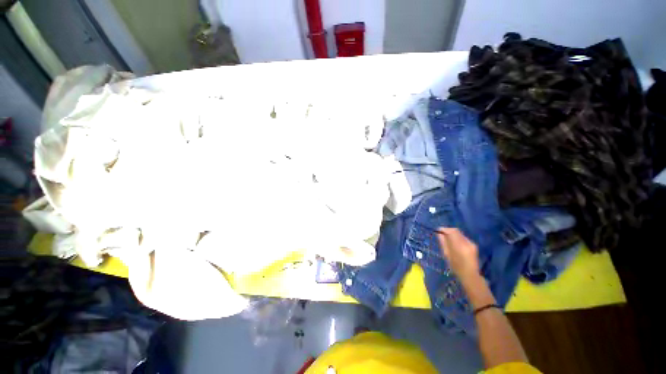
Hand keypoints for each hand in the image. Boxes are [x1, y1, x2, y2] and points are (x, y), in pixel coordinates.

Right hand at [436, 227, 479, 282]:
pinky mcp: (474, 245)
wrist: (470, 275)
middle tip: (442, 235)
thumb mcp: (447, 254)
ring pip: (460, 234)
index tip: (438, 230)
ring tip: (448, 240)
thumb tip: (439, 233)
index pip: (452, 231)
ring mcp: (471, 243)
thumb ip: (443, 242)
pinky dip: (458, 238)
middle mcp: (467, 242)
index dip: (444, 229)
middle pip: (456, 231)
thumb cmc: (456, 266)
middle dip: (448, 231)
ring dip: (453, 235)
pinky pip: (463, 238)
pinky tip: (455, 244)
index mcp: (459, 245)